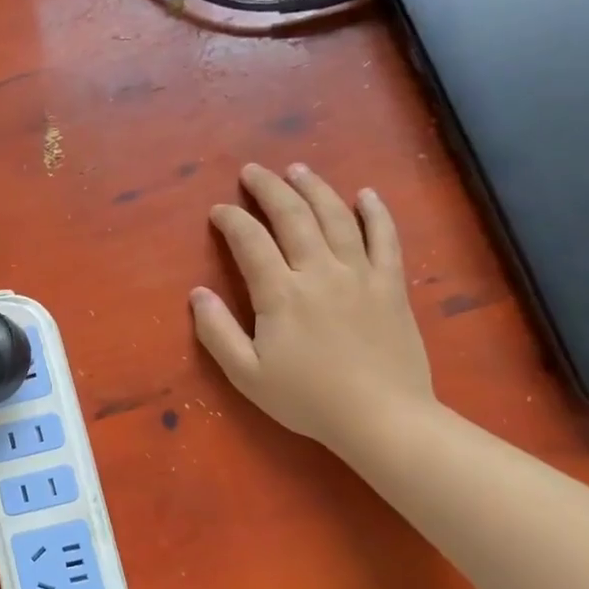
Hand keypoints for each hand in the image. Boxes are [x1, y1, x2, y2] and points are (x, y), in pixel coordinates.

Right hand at [192, 164, 433, 449]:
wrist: (382, 418)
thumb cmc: (308, 399)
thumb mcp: (247, 374)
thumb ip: (217, 331)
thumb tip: (197, 293)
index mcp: (280, 293)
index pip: (250, 241)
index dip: (231, 219)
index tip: (218, 210)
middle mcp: (319, 271)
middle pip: (292, 215)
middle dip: (268, 188)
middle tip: (252, 170)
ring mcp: (360, 274)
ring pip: (336, 216)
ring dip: (314, 188)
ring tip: (297, 169)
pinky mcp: (391, 285)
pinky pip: (386, 238)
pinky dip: (375, 212)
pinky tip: (365, 194)